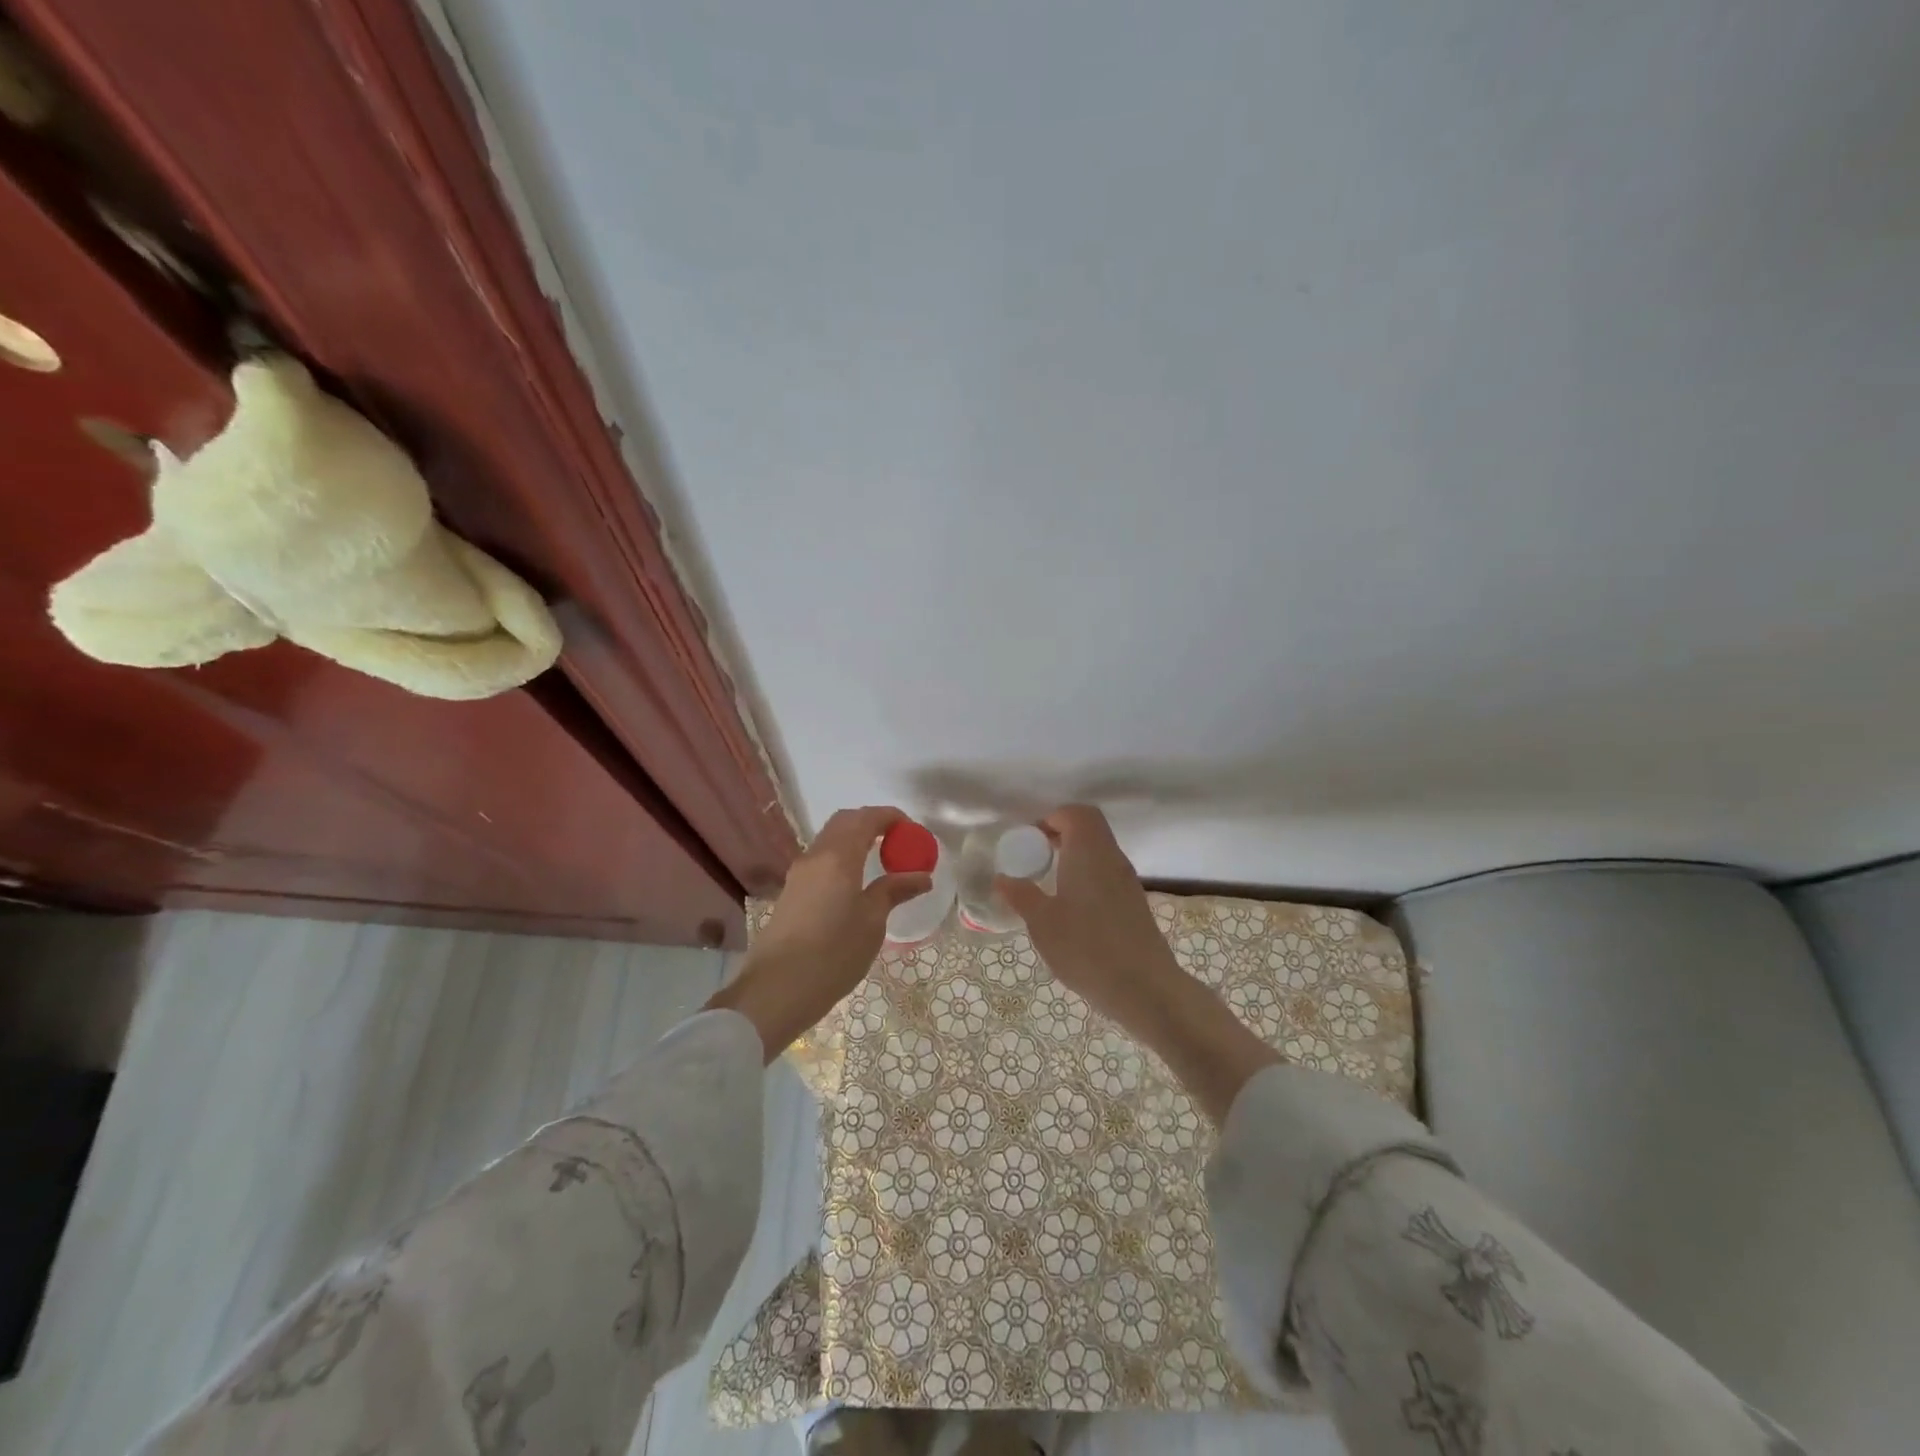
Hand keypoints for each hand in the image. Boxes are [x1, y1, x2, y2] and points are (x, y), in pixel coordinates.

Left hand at [708, 806, 931, 1060]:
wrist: (776, 990)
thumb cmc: (833, 954)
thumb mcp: (872, 922)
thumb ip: (895, 891)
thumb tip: (922, 876)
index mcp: (838, 856)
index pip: (866, 818)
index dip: (891, 817)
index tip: (912, 830)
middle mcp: (815, 856)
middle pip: (844, 822)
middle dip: (872, 823)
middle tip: (898, 842)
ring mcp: (799, 874)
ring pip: (830, 841)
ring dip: (855, 840)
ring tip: (881, 862)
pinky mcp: (792, 893)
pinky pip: (822, 860)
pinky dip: (843, 858)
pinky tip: (856, 883)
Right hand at [993, 804, 1182, 1027]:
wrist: (1144, 988)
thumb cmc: (1087, 948)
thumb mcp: (1042, 923)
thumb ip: (1021, 895)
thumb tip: (1003, 878)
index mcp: (1089, 853)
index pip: (1076, 814)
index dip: (1052, 818)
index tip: (1029, 839)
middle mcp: (1112, 858)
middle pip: (1090, 828)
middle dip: (1061, 834)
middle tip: (1034, 857)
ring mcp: (1127, 881)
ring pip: (1100, 851)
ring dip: (1074, 856)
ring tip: (1048, 882)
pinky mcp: (1134, 903)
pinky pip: (1107, 874)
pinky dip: (1087, 877)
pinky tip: (1071, 908)